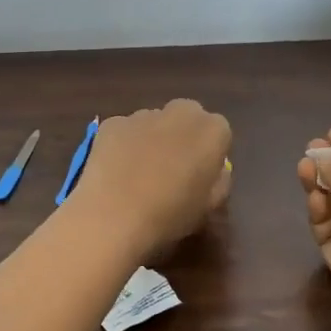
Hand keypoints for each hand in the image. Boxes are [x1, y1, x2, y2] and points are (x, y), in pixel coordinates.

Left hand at [71, 99, 233, 259]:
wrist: (113, 217)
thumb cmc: (170, 216)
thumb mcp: (210, 207)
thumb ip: (218, 181)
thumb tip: (213, 170)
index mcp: (212, 130)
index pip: (219, 132)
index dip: (209, 154)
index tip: (200, 175)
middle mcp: (180, 112)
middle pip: (186, 118)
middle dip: (182, 136)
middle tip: (171, 168)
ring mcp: (142, 115)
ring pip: (154, 122)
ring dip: (152, 139)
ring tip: (138, 174)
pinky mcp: (112, 123)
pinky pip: (124, 131)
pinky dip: (123, 145)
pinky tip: (115, 172)